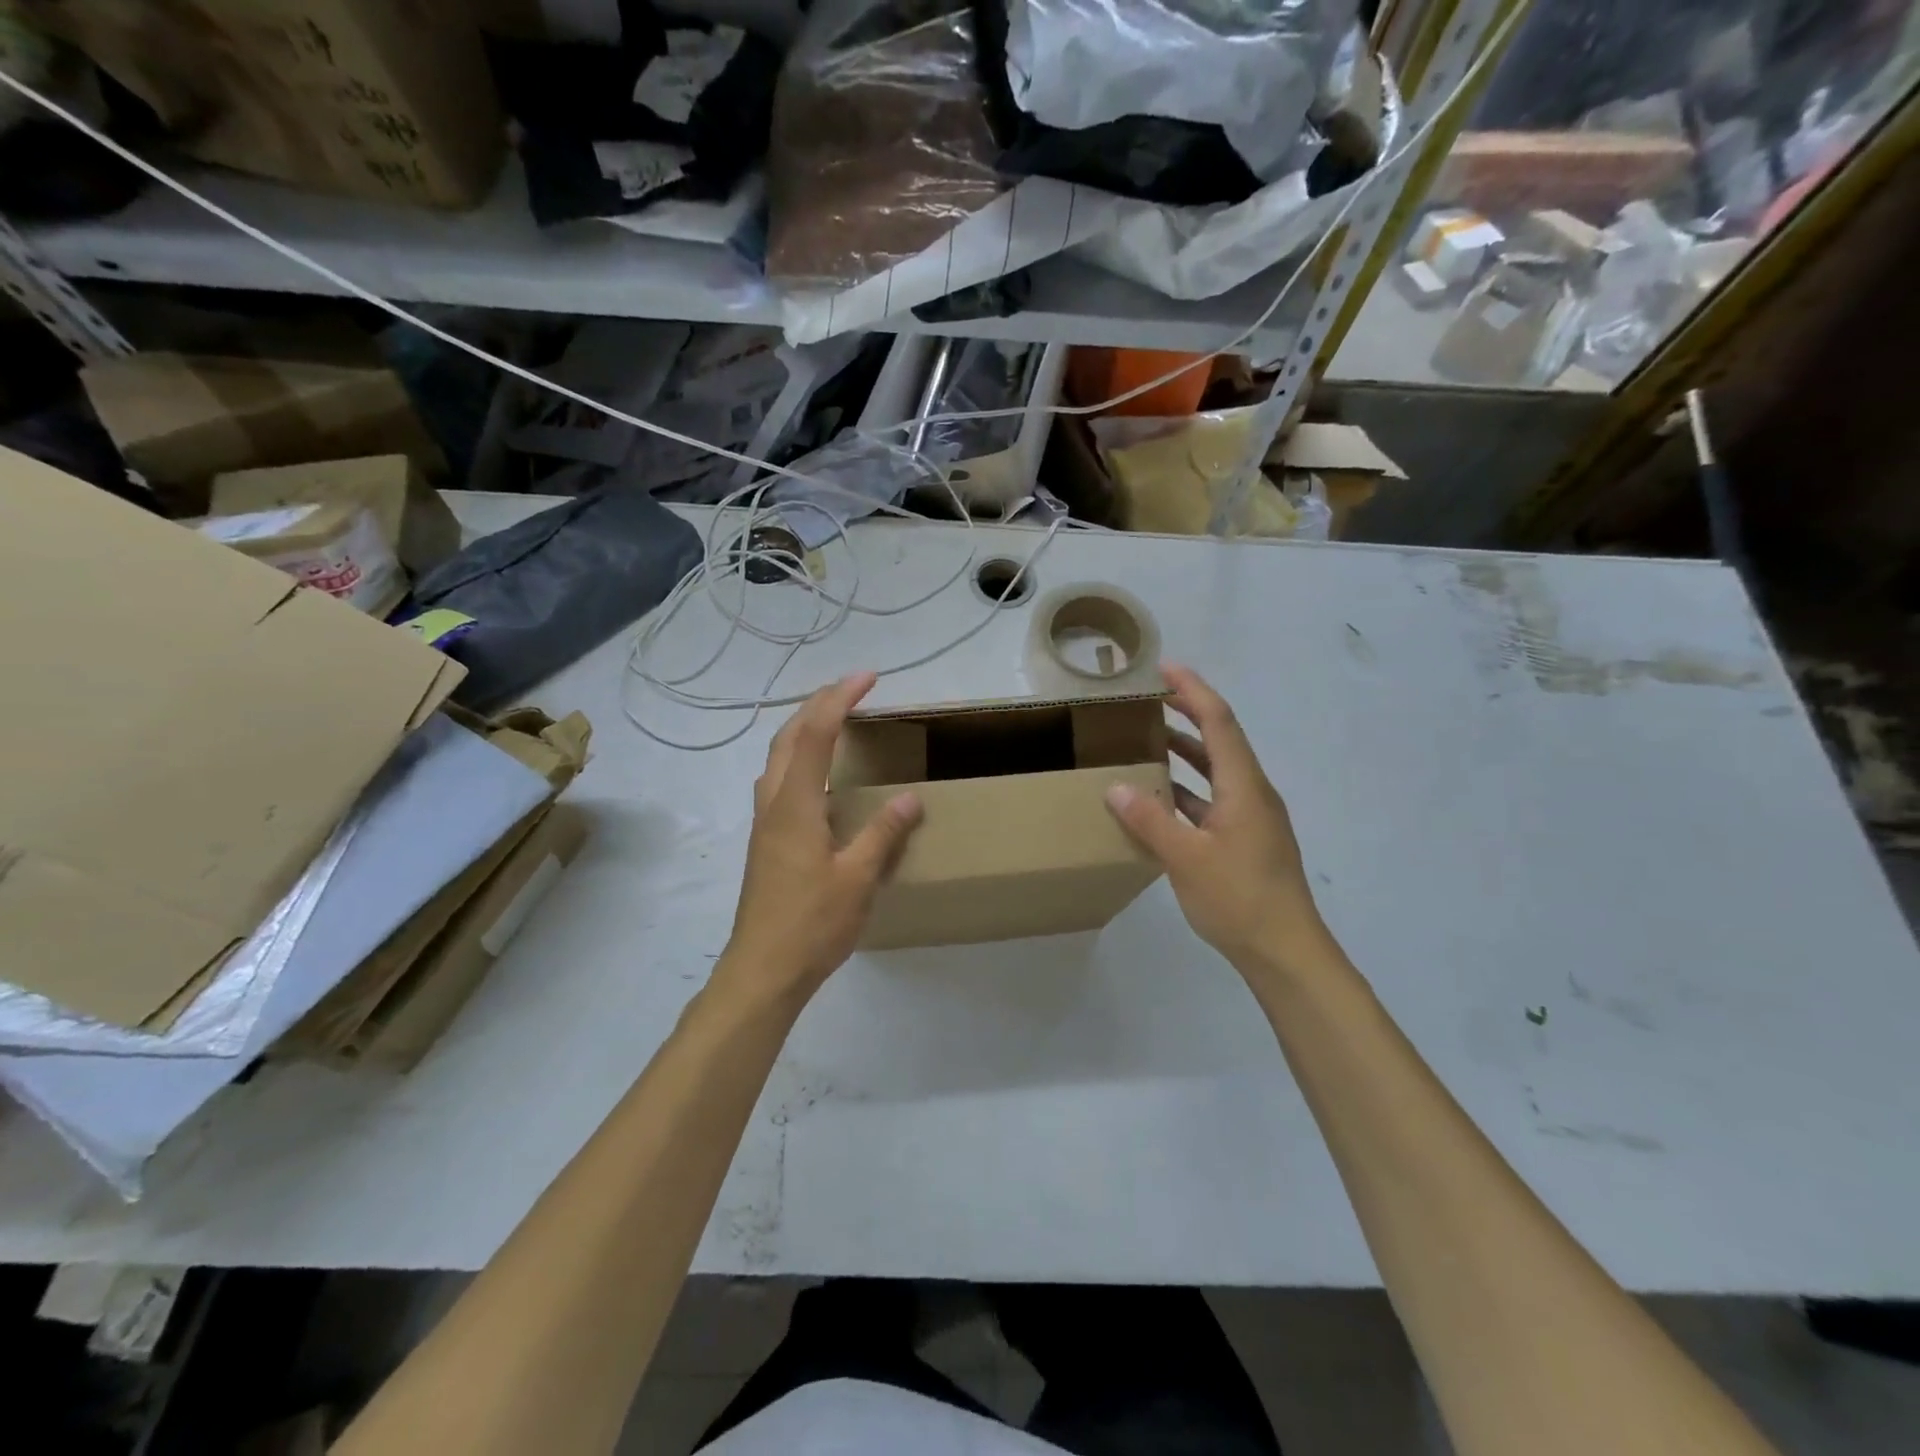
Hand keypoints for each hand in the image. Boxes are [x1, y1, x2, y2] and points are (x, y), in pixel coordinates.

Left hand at [715, 673, 922, 1006]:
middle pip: (788, 736)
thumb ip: (883, 834)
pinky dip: (799, 758)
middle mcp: (773, 803)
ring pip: (778, 757)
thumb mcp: (858, 879)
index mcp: (795, 804)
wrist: (762, 972)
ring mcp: (764, 823)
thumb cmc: (811, 924)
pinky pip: (779, 781)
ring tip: (835, 721)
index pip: (817, 733)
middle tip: (852, 689)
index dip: (841, 699)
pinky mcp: (765, 842)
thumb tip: (910, 797)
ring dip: (804, 729)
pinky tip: (818, 777)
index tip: (868, 677)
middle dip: (818, 704)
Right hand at [1105, 664, 1329, 978]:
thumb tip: (1115, 787)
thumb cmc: (1239, 898)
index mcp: (1244, 786)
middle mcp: (1251, 792)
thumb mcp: (1185, 858)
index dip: (1192, 691)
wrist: (1285, 951)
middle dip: (1187, 713)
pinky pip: (1212, 800)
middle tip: (1149, 698)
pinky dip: (1186, 790)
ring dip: (1185, 752)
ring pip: (1215, 771)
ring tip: (1146, 741)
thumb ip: (1149, 820)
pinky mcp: (1245, 841)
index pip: (1218, 721)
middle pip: (1220, 739)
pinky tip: (1158, 800)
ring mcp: (1251, 818)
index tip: (1164, 668)